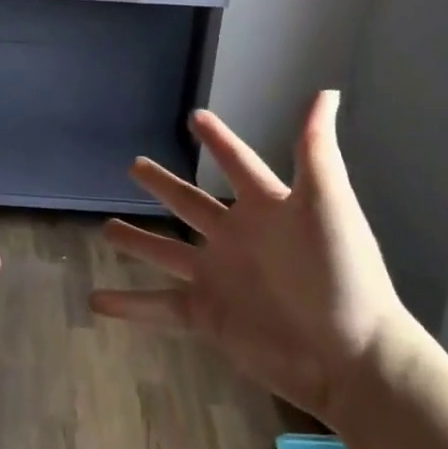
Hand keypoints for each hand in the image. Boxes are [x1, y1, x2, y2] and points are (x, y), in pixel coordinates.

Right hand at [90, 91, 410, 428]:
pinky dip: (128, 305)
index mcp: (265, 207)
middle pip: (190, 204)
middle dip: (162, 185)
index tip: (196, 117)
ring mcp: (219, 277)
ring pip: (166, 252)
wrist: (351, 357)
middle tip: (134, 165)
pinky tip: (96, 301)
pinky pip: (159, 306)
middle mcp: (236, 237)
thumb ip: (316, 150)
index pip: (237, 162)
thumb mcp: (328, 204)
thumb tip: (326, 92)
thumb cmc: (341, 274)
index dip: (218, 140)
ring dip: (137, 241)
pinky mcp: (208, 315)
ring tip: (106, 229)